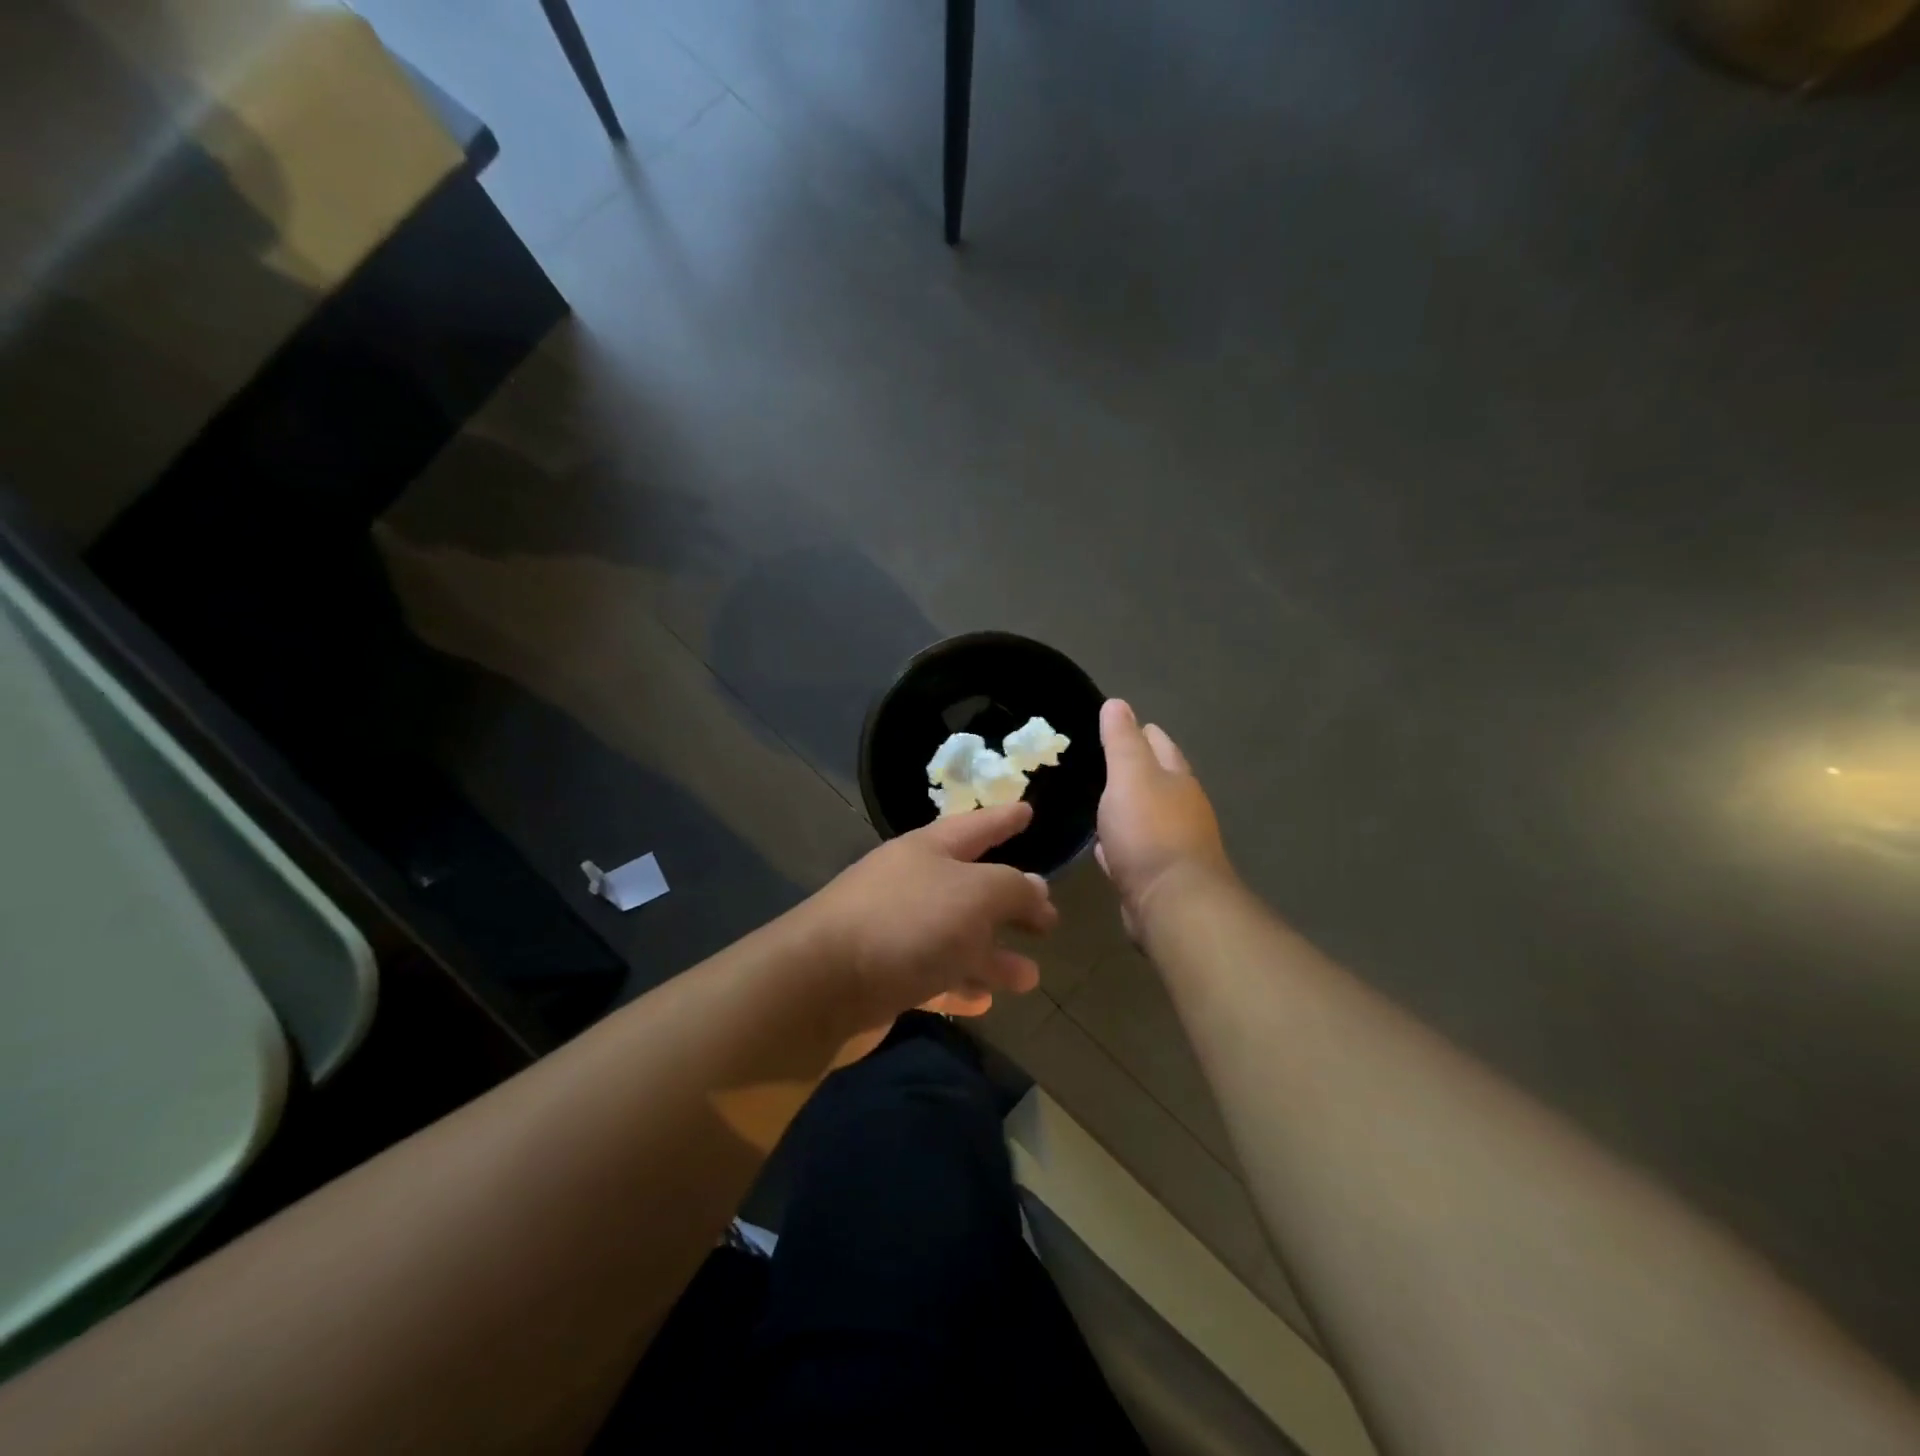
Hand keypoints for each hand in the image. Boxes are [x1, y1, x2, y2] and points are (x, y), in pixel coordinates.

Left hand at [809, 802, 1056, 1058]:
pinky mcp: (882, 976)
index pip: (976, 825)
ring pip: (955, 939)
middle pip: (970, 889)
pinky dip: (959, 985)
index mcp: (928, 851)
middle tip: (1047, 918)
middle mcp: (910, 885)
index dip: (1004, 818)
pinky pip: (932, 975)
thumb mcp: (975, 895)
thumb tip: (1036, 888)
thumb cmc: (906, 923)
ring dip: (992, 956)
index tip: (1028, 810)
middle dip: (1009, 903)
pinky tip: (983, 1002)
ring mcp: (894, 932)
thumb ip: (1013, 889)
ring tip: (1030, 977)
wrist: (820, 985)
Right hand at [1096, 699, 1232, 937]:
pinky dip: (1121, 843)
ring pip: (1146, 816)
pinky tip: (1104, 846)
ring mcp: (1172, 844)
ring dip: (1128, 808)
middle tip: (1104, 760)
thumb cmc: (1149, 830)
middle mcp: (1182, 808)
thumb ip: (1121, 740)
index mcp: (1177, 779)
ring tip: (1101, 801)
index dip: (1142, 731)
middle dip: (1137, 769)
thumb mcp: (1129, 775)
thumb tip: (1117, 703)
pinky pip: (1134, 850)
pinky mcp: (1157, 876)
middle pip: (1158, 780)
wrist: (1171, 901)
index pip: (1160, 744)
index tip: (1120, 723)